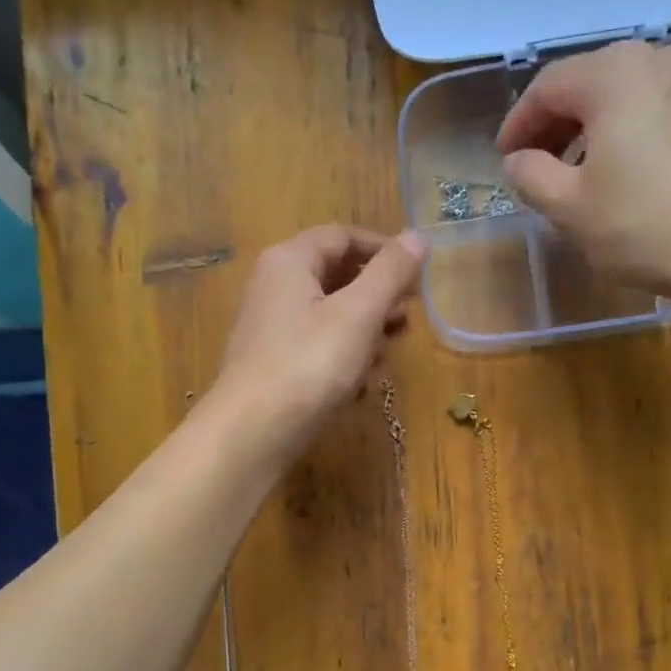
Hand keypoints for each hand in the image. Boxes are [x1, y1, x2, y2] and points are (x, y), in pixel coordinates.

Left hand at [214, 226, 427, 452]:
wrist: (253, 434)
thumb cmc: (309, 365)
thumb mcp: (358, 314)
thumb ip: (391, 273)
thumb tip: (418, 237)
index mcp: (289, 262)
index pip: (343, 237)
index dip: (384, 250)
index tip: (418, 275)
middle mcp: (275, 288)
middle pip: (339, 279)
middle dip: (378, 301)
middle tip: (405, 325)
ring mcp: (273, 330)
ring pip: (333, 319)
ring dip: (365, 336)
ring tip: (382, 360)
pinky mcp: (276, 367)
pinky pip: (319, 351)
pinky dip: (343, 362)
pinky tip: (358, 388)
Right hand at [496, 39, 670, 302]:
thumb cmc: (643, 225)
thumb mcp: (569, 208)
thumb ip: (531, 176)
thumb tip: (517, 160)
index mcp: (613, 75)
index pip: (548, 86)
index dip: (519, 123)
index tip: (505, 159)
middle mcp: (660, 58)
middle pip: (592, 80)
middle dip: (558, 121)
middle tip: (540, 162)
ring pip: (632, 91)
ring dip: (599, 124)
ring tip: (587, 167)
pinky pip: (667, 107)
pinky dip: (640, 129)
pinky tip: (638, 168)